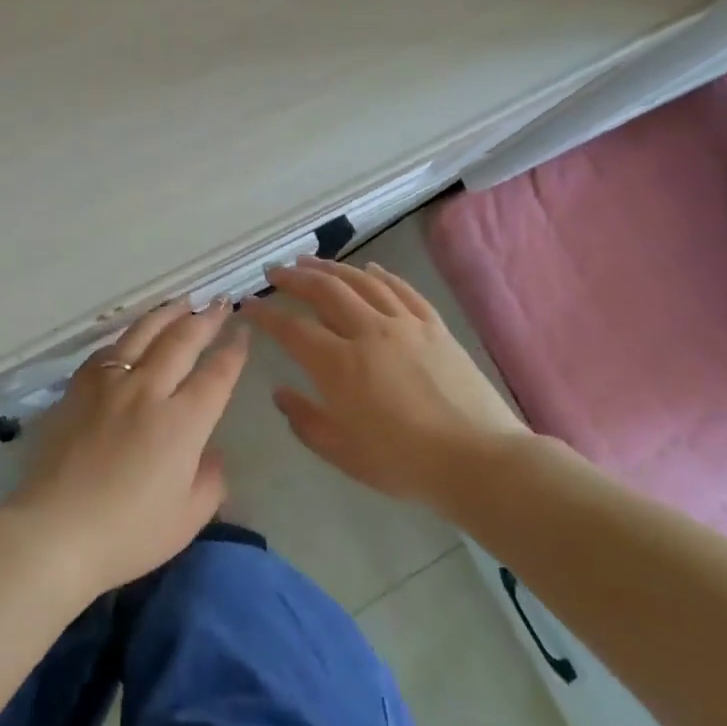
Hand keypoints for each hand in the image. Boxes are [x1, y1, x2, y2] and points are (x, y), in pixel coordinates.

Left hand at [6, 299, 248, 597]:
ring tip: (184, 302)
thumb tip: (211, 453)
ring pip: (144, 334)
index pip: (216, 374)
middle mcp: (148, 390)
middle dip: (206, 319)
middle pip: (183, 341)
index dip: (233, 350)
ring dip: (168, 314)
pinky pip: (107, 350)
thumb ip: (210, 481)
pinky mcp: (78, 388)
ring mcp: (110, 384)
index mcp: (182, 422)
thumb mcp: (187, 518)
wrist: (54, 531)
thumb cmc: (127, 533)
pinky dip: (128, 335)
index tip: (243, 332)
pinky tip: (133, 334)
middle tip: (220, 302)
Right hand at [251, 256, 527, 508]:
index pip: (291, 329)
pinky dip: (381, 274)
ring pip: (362, 282)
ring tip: (310, 261)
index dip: (265, 314)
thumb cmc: (404, 464)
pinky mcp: (434, 327)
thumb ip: (305, 420)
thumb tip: (280, 393)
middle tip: (274, 271)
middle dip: (294, 278)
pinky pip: (402, 290)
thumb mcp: (343, 452)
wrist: (478, 461)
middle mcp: (369, 333)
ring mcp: (405, 325)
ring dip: (331, 268)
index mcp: (340, 366)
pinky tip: (369, 268)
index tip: (248, 304)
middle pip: (325, 291)